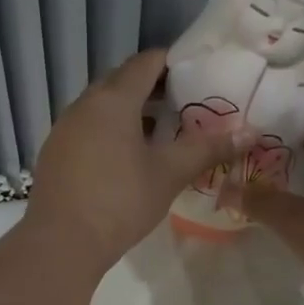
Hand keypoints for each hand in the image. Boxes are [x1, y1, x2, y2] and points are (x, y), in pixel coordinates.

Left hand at [26, 48, 249, 271]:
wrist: (61, 242)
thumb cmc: (120, 202)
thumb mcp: (169, 174)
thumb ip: (208, 149)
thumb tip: (249, 132)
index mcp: (113, 100)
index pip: (146, 62)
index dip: (173, 62)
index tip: (198, 73)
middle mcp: (84, 105)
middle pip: (121, 82)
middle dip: (152, 87)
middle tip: (183, 104)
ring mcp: (64, 129)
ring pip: (101, 107)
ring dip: (129, 112)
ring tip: (160, 132)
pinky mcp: (54, 153)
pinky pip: (87, 129)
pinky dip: (109, 132)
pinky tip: (125, 159)